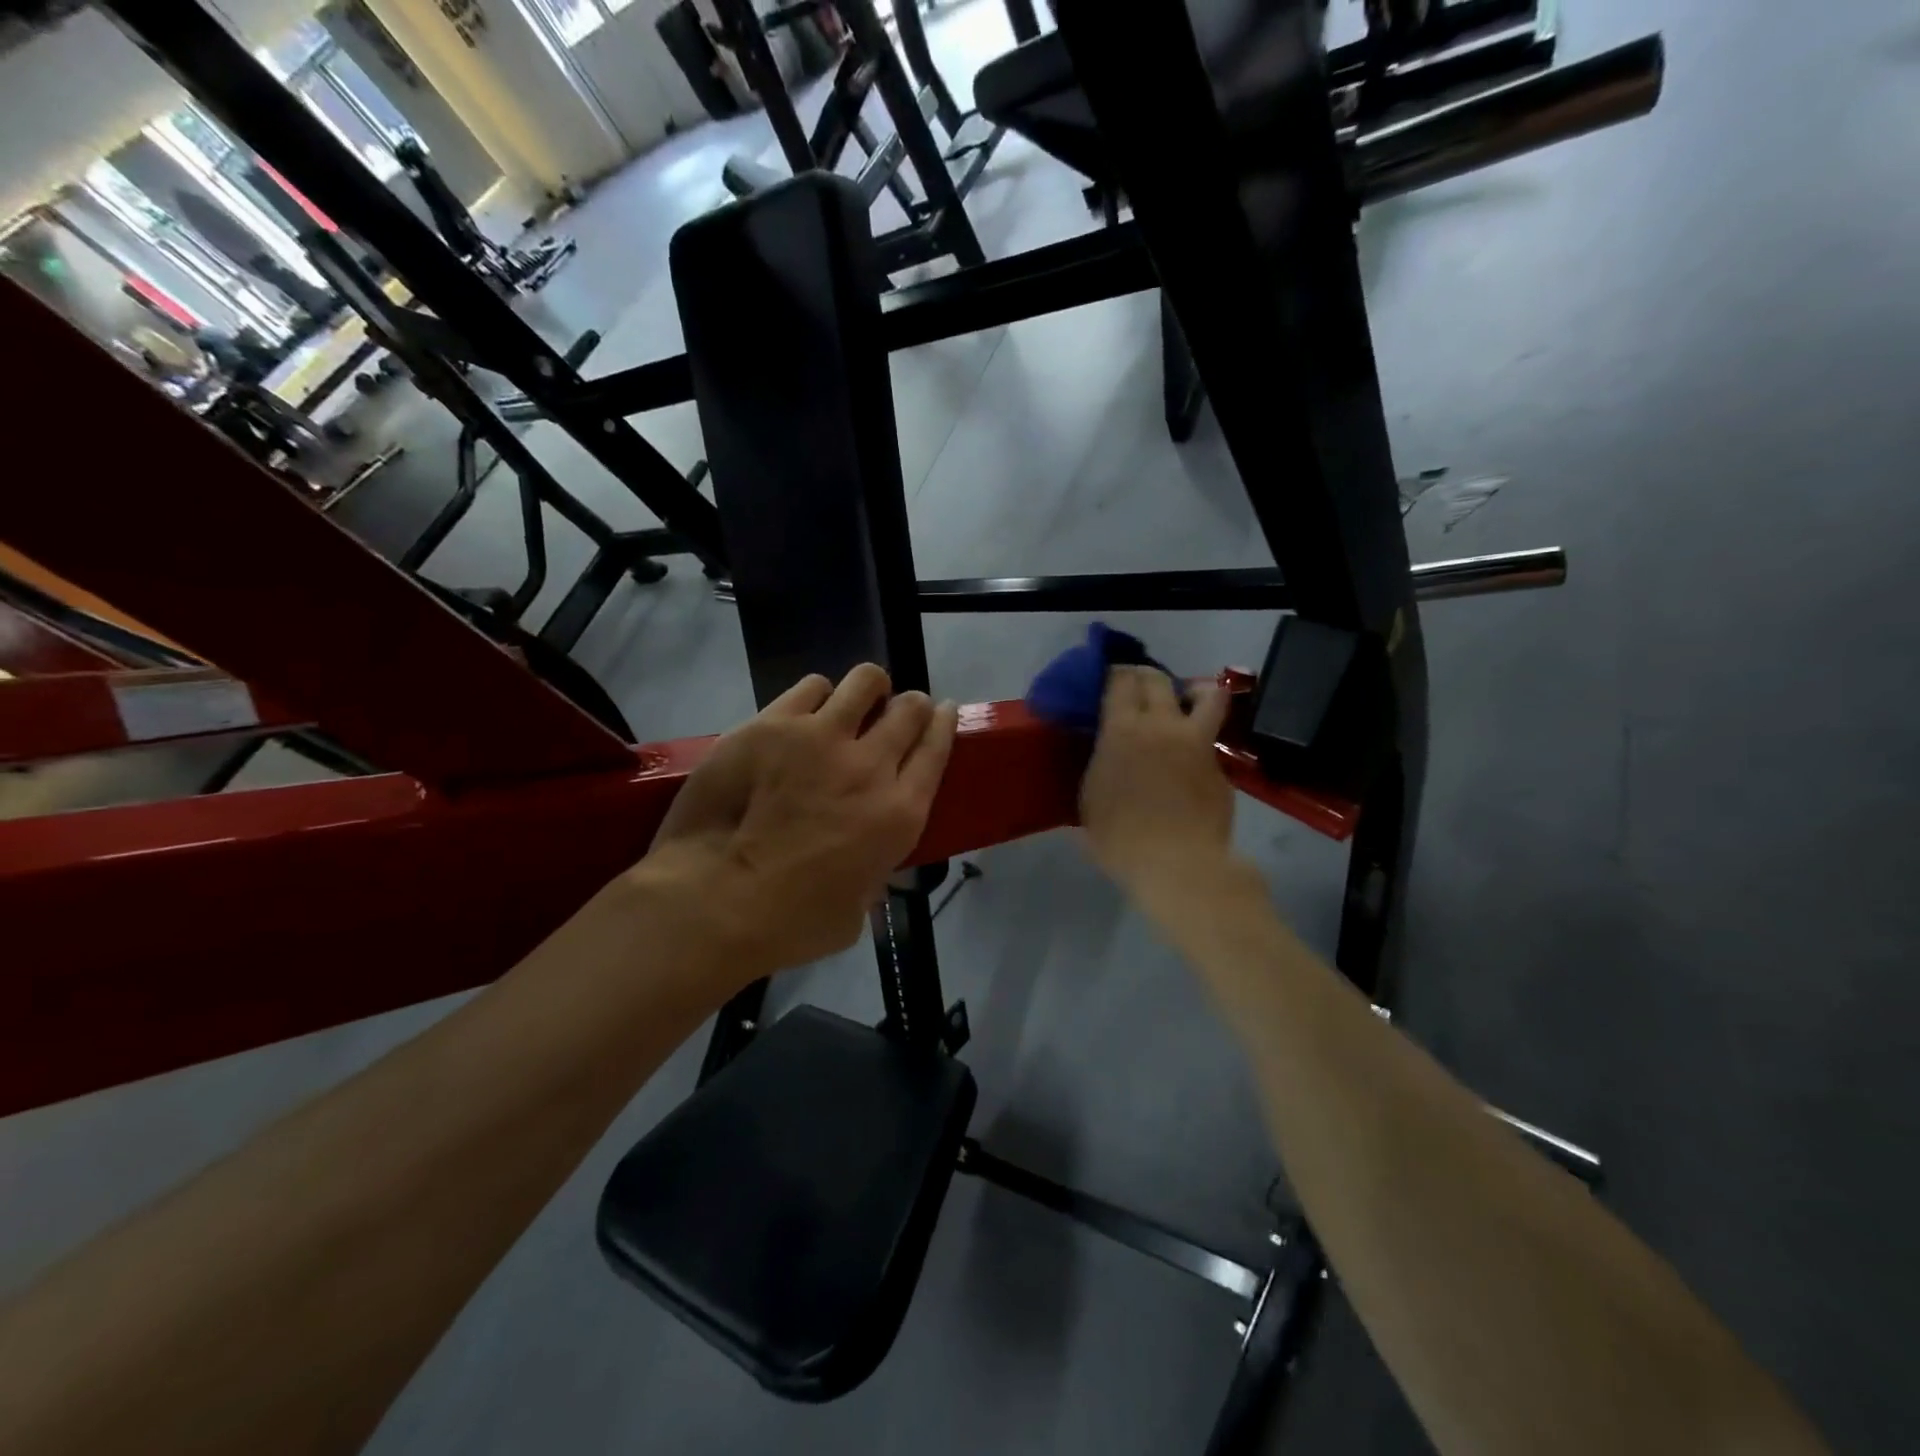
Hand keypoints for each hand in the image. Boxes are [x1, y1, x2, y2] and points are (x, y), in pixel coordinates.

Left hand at [633, 664, 957, 980]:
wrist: (716, 901)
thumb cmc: (790, 924)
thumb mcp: (857, 911)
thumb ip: (871, 871)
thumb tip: (864, 857)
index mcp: (899, 813)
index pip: (936, 748)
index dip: (944, 723)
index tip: (944, 711)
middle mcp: (870, 765)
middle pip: (910, 708)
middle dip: (911, 705)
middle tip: (896, 712)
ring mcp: (820, 736)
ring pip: (865, 681)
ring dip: (868, 690)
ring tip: (853, 703)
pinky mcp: (773, 723)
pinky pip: (811, 687)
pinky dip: (817, 696)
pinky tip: (805, 712)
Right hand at [1080, 667, 1234, 914]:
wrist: (1178, 864)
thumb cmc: (1120, 837)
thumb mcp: (1090, 799)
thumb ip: (1098, 767)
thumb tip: (1104, 757)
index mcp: (1123, 730)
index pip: (1119, 679)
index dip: (1113, 673)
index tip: (1106, 679)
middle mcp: (1162, 725)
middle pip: (1157, 679)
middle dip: (1143, 676)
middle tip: (1135, 687)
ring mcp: (1197, 742)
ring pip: (1207, 694)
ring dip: (1192, 690)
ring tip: (1183, 702)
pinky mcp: (1220, 765)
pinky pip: (1210, 737)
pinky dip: (1199, 738)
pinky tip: (1188, 759)